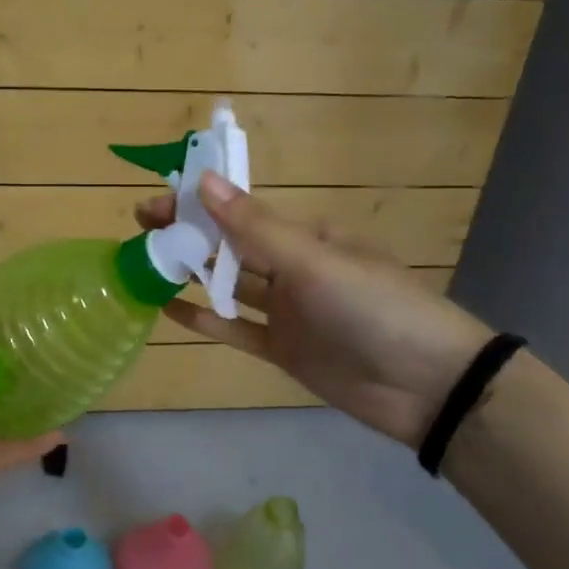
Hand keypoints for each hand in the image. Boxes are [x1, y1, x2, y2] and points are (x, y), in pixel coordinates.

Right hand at [137, 174, 494, 447]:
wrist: (429, 387)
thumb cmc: (374, 307)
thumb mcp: (314, 261)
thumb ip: (254, 227)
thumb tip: (204, 180)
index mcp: (306, 236)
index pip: (240, 212)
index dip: (197, 204)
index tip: (154, 202)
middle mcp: (292, 267)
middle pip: (229, 246)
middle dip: (187, 236)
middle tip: (139, 232)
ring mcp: (286, 310)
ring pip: (228, 286)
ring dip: (191, 275)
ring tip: (145, 266)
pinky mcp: (283, 349)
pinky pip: (236, 329)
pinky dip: (205, 319)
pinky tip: (169, 311)